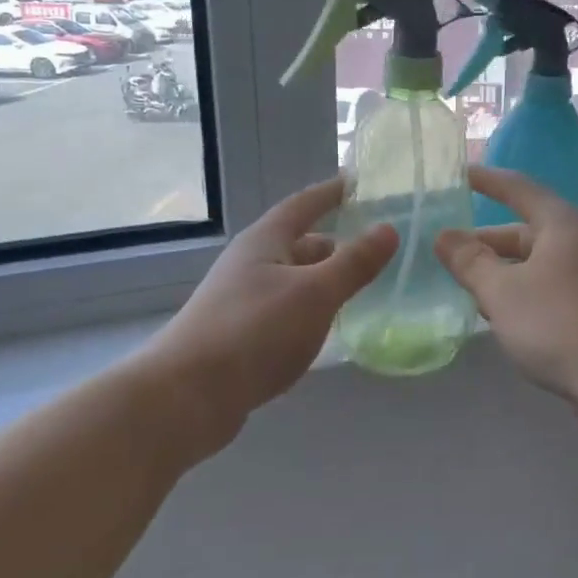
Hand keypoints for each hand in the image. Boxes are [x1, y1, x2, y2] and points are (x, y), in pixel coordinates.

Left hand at [150, 177, 396, 430]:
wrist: (188, 395)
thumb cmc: (255, 331)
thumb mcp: (314, 293)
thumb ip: (354, 263)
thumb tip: (389, 229)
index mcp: (265, 241)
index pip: (304, 204)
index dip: (332, 192)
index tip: (359, 182)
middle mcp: (250, 264)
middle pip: (299, 244)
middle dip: (335, 244)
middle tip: (374, 249)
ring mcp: (241, 300)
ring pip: (293, 280)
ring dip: (323, 280)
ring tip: (360, 289)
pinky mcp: (240, 335)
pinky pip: (284, 310)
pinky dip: (309, 310)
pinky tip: (326, 328)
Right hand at [435, 166, 577, 404]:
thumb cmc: (560, 322)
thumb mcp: (502, 291)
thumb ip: (470, 262)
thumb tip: (444, 236)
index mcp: (560, 224)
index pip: (518, 189)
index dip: (487, 181)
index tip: (459, 175)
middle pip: (524, 232)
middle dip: (485, 242)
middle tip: (447, 251)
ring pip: (534, 265)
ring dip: (500, 273)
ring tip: (464, 286)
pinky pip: (547, 289)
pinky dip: (520, 294)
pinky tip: (498, 316)